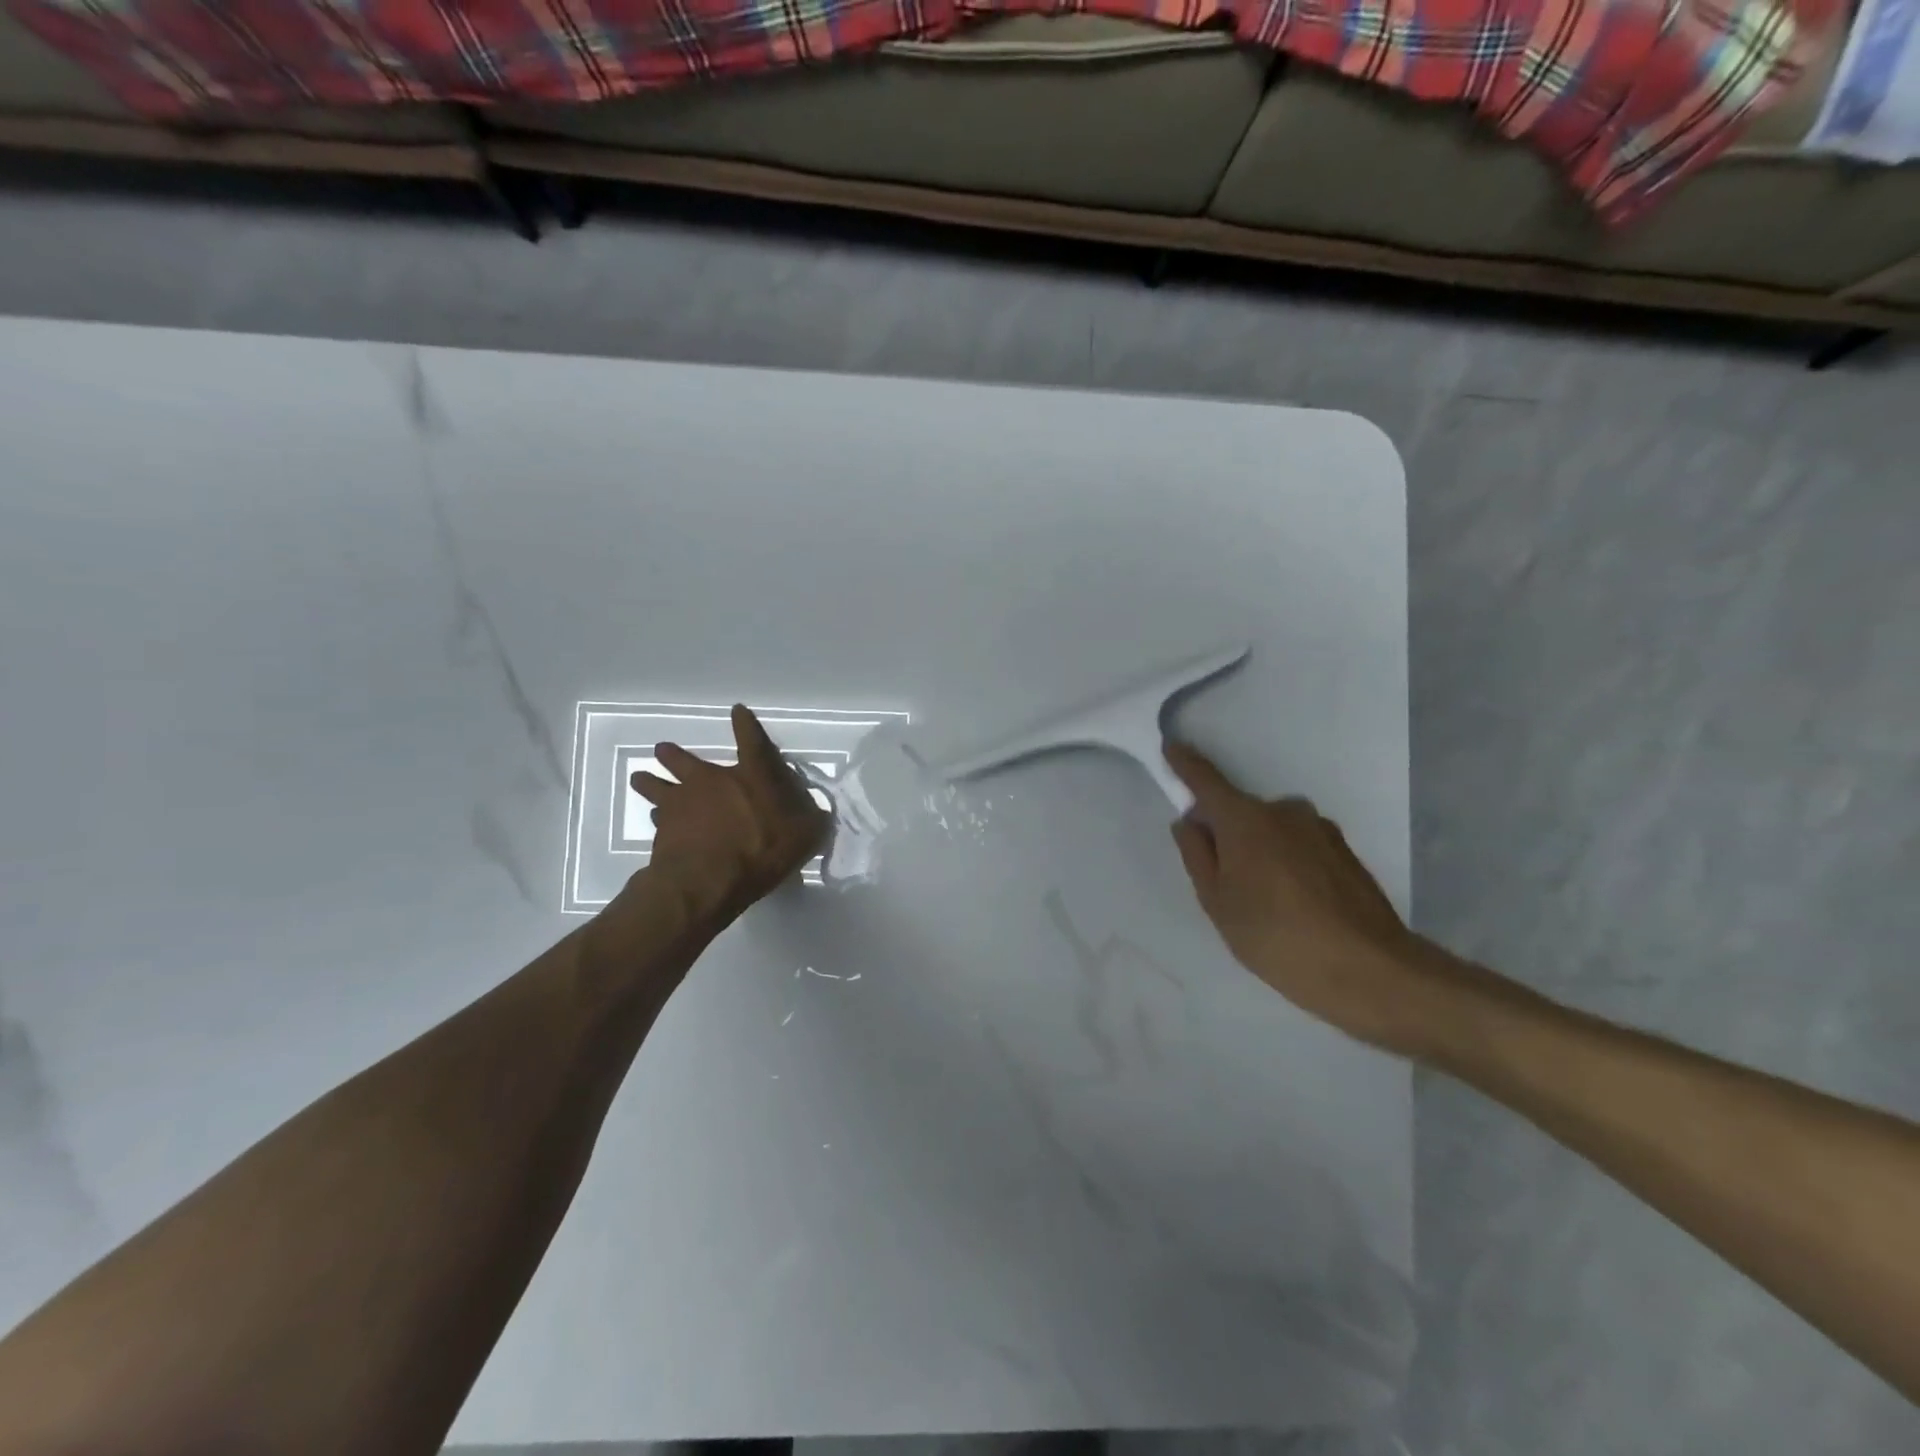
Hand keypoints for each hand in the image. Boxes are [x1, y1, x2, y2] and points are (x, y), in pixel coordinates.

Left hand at [624, 704, 828, 925]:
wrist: (708, 880)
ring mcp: (681, 803)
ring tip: (640, 777)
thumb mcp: (805, 835)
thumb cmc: (763, 849)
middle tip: (662, 749)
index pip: (751, 740)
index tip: (737, 710)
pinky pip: (658, 818)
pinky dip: (658, 819)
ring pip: (657, 785)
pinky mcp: (662, 830)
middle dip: (673, 754)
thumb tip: (818, 813)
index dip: (745, 724)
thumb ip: (811, 820)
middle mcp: (712, 781)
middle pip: (684, 760)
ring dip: (649, 781)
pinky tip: (656, 822)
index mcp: (752, 776)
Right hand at [1165, 741, 1467, 1056]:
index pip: (1206, 780)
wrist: (1369, 970)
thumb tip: (1190, 821)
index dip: (1185, 764)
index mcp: (1245, 819)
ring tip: (1266, 904)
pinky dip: (1288, 864)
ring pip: (1273, 831)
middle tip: (1225, 883)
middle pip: (1241, 812)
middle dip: (1227, 834)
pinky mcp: (1345, 851)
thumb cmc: (1275, 937)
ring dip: (1261, 852)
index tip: (1171, 747)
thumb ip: (1197, 855)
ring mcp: (1320, 829)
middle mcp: (1284, 811)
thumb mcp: (1217, 902)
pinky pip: (1300, 846)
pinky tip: (1296, 906)